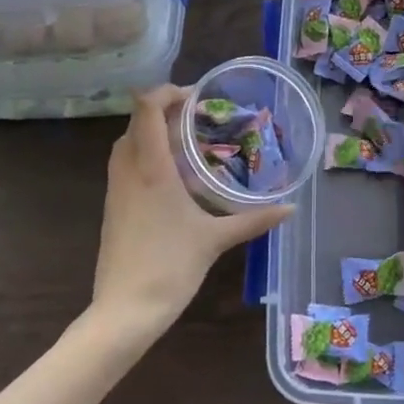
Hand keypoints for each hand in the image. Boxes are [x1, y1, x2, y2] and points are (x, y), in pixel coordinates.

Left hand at [88, 85, 292, 342]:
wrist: (124, 311)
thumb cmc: (170, 267)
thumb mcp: (215, 239)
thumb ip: (254, 220)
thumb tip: (290, 208)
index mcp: (151, 169)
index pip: (147, 109)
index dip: (166, 92)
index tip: (196, 96)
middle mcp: (128, 171)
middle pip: (136, 121)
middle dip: (163, 110)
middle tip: (198, 116)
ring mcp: (116, 190)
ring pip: (127, 143)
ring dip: (151, 132)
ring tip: (187, 140)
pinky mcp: (113, 207)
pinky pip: (125, 164)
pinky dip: (145, 154)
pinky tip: (172, 174)